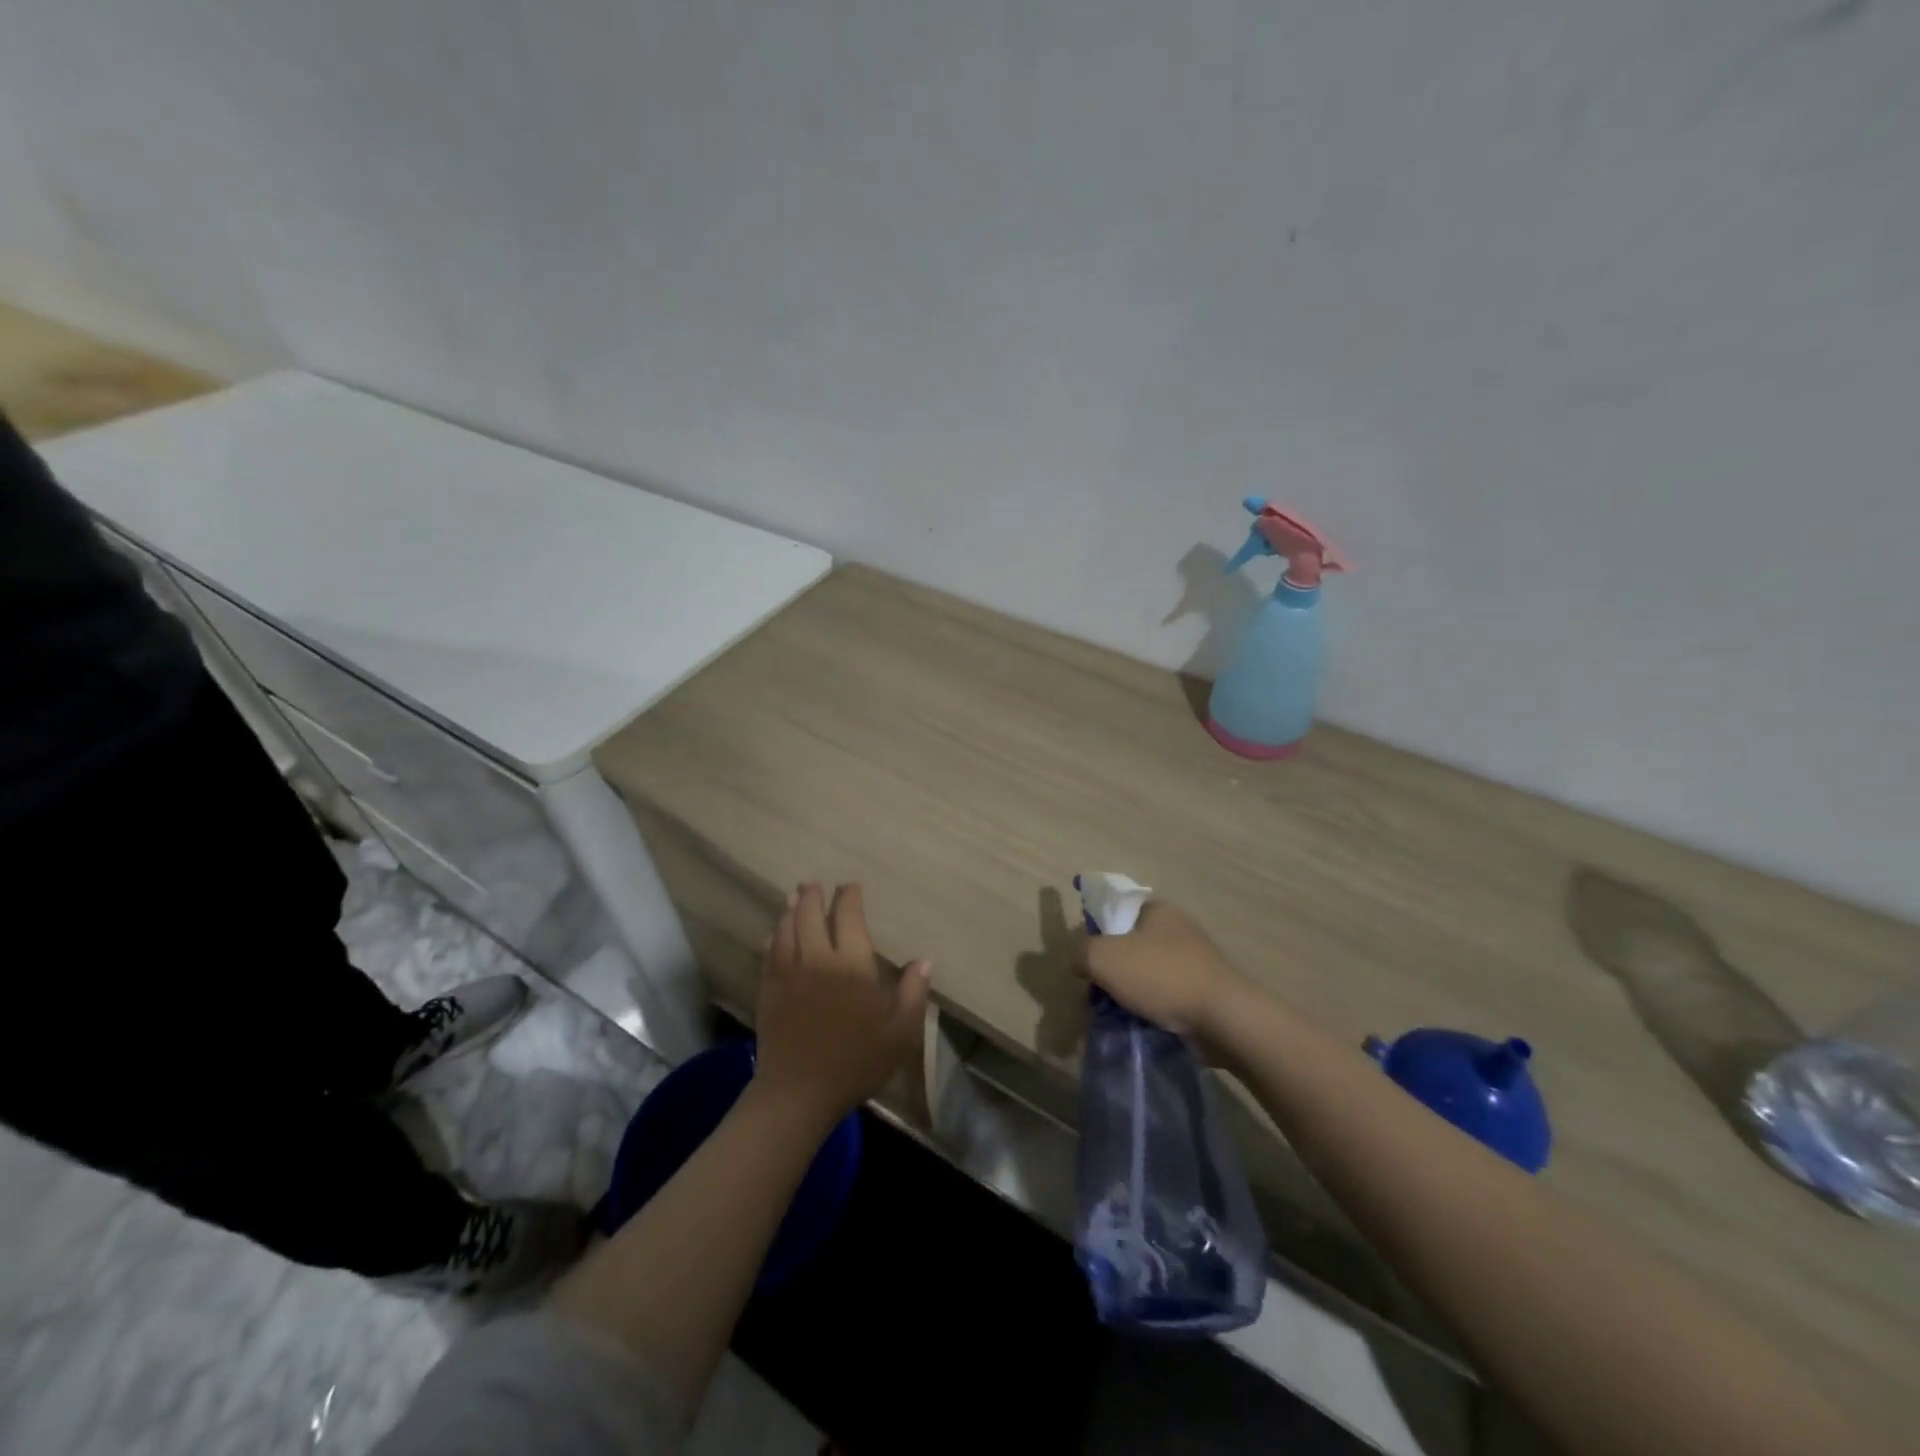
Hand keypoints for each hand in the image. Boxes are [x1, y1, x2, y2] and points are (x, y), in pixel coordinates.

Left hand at [753, 883, 930, 1125]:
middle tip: (815, 884)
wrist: (799, 1091)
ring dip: (791, 909)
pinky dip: (773, 936)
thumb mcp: (899, 1032)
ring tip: (794, 896)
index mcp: (853, 964)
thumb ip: (913, 993)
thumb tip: (923, 960)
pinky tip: (774, 933)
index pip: (849, 916)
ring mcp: (789, 972)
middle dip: (814, 895)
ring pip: (786, 928)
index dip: (849, 897)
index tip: (851, 886)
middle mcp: (818, 958)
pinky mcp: (769, 989)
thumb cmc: (856, 1061)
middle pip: (811, 914)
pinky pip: (769, 952)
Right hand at [1073, 899, 1245, 1045]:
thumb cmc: (1161, 976)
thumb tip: (1078, 960)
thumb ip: (1080, 952)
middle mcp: (1176, 929)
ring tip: (1115, 1017)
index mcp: (1157, 909)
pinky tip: (1139, 1026)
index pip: (1115, 913)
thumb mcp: (1103, 957)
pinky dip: (1149, 1010)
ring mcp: (1192, 961)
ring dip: (1127, 994)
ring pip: (1143, 975)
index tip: (1086, 964)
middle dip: (1109, 972)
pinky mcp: (1202, 992)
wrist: (1223, 1019)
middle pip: (1127, 947)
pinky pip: (1163, 997)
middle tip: (1095, 996)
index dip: (1094, 936)